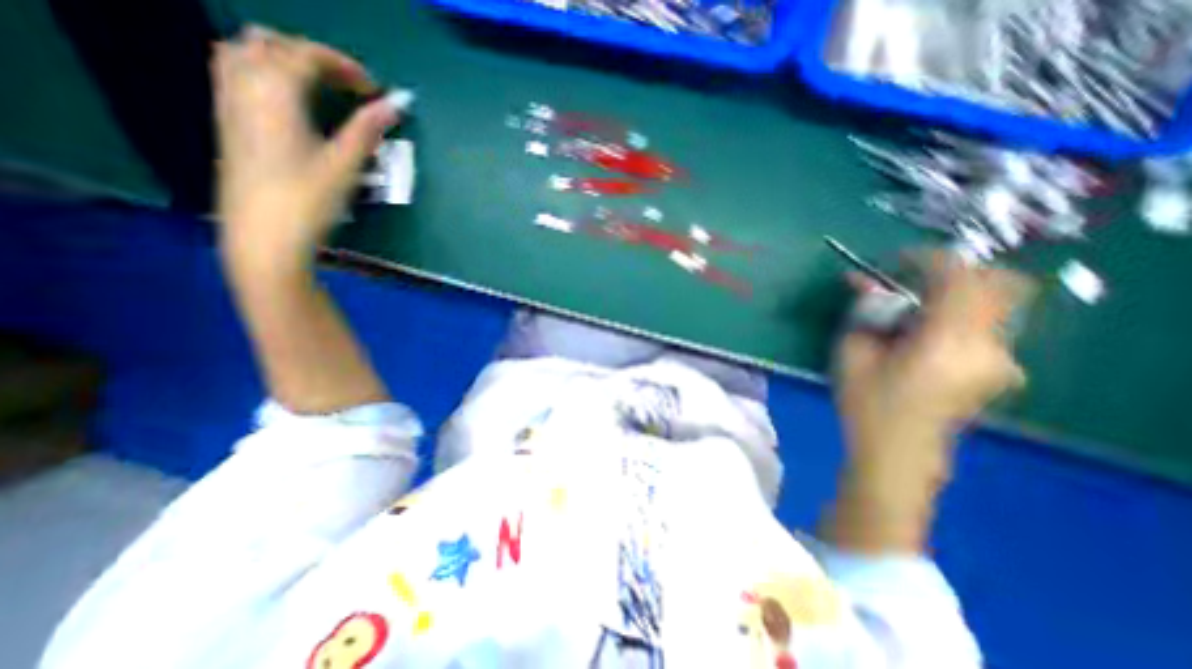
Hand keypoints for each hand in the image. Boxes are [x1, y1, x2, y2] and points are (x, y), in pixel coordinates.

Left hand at [209, 26, 400, 266]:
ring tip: (318, 87)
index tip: (374, 89)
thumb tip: (395, 105)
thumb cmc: (308, 202)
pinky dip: (264, 73)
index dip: (344, 65)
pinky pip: (235, 74)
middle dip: (313, 57)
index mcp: (275, 92)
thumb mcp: (344, 166)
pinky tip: (289, 101)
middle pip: (271, 44)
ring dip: (283, 59)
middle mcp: (243, 85)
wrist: (263, 235)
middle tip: (348, 86)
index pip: (306, 55)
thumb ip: (367, 130)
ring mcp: (228, 102)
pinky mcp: (226, 122)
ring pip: (244, 52)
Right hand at [825, 250, 1030, 554]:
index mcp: (948, 340)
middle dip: (952, 273)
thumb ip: (863, 313)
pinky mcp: (996, 370)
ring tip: (907, 312)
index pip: (958, 276)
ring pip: (993, 305)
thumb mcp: (852, 353)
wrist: (897, 454)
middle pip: (997, 283)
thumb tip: (863, 283)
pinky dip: (956, 316)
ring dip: (952, 296)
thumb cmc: (867, 404)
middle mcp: (990, 345)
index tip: (894, 260)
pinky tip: (920, 334)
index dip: (926, 258)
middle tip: (910, 282)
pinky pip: (985, 327)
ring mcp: (1001, 360)